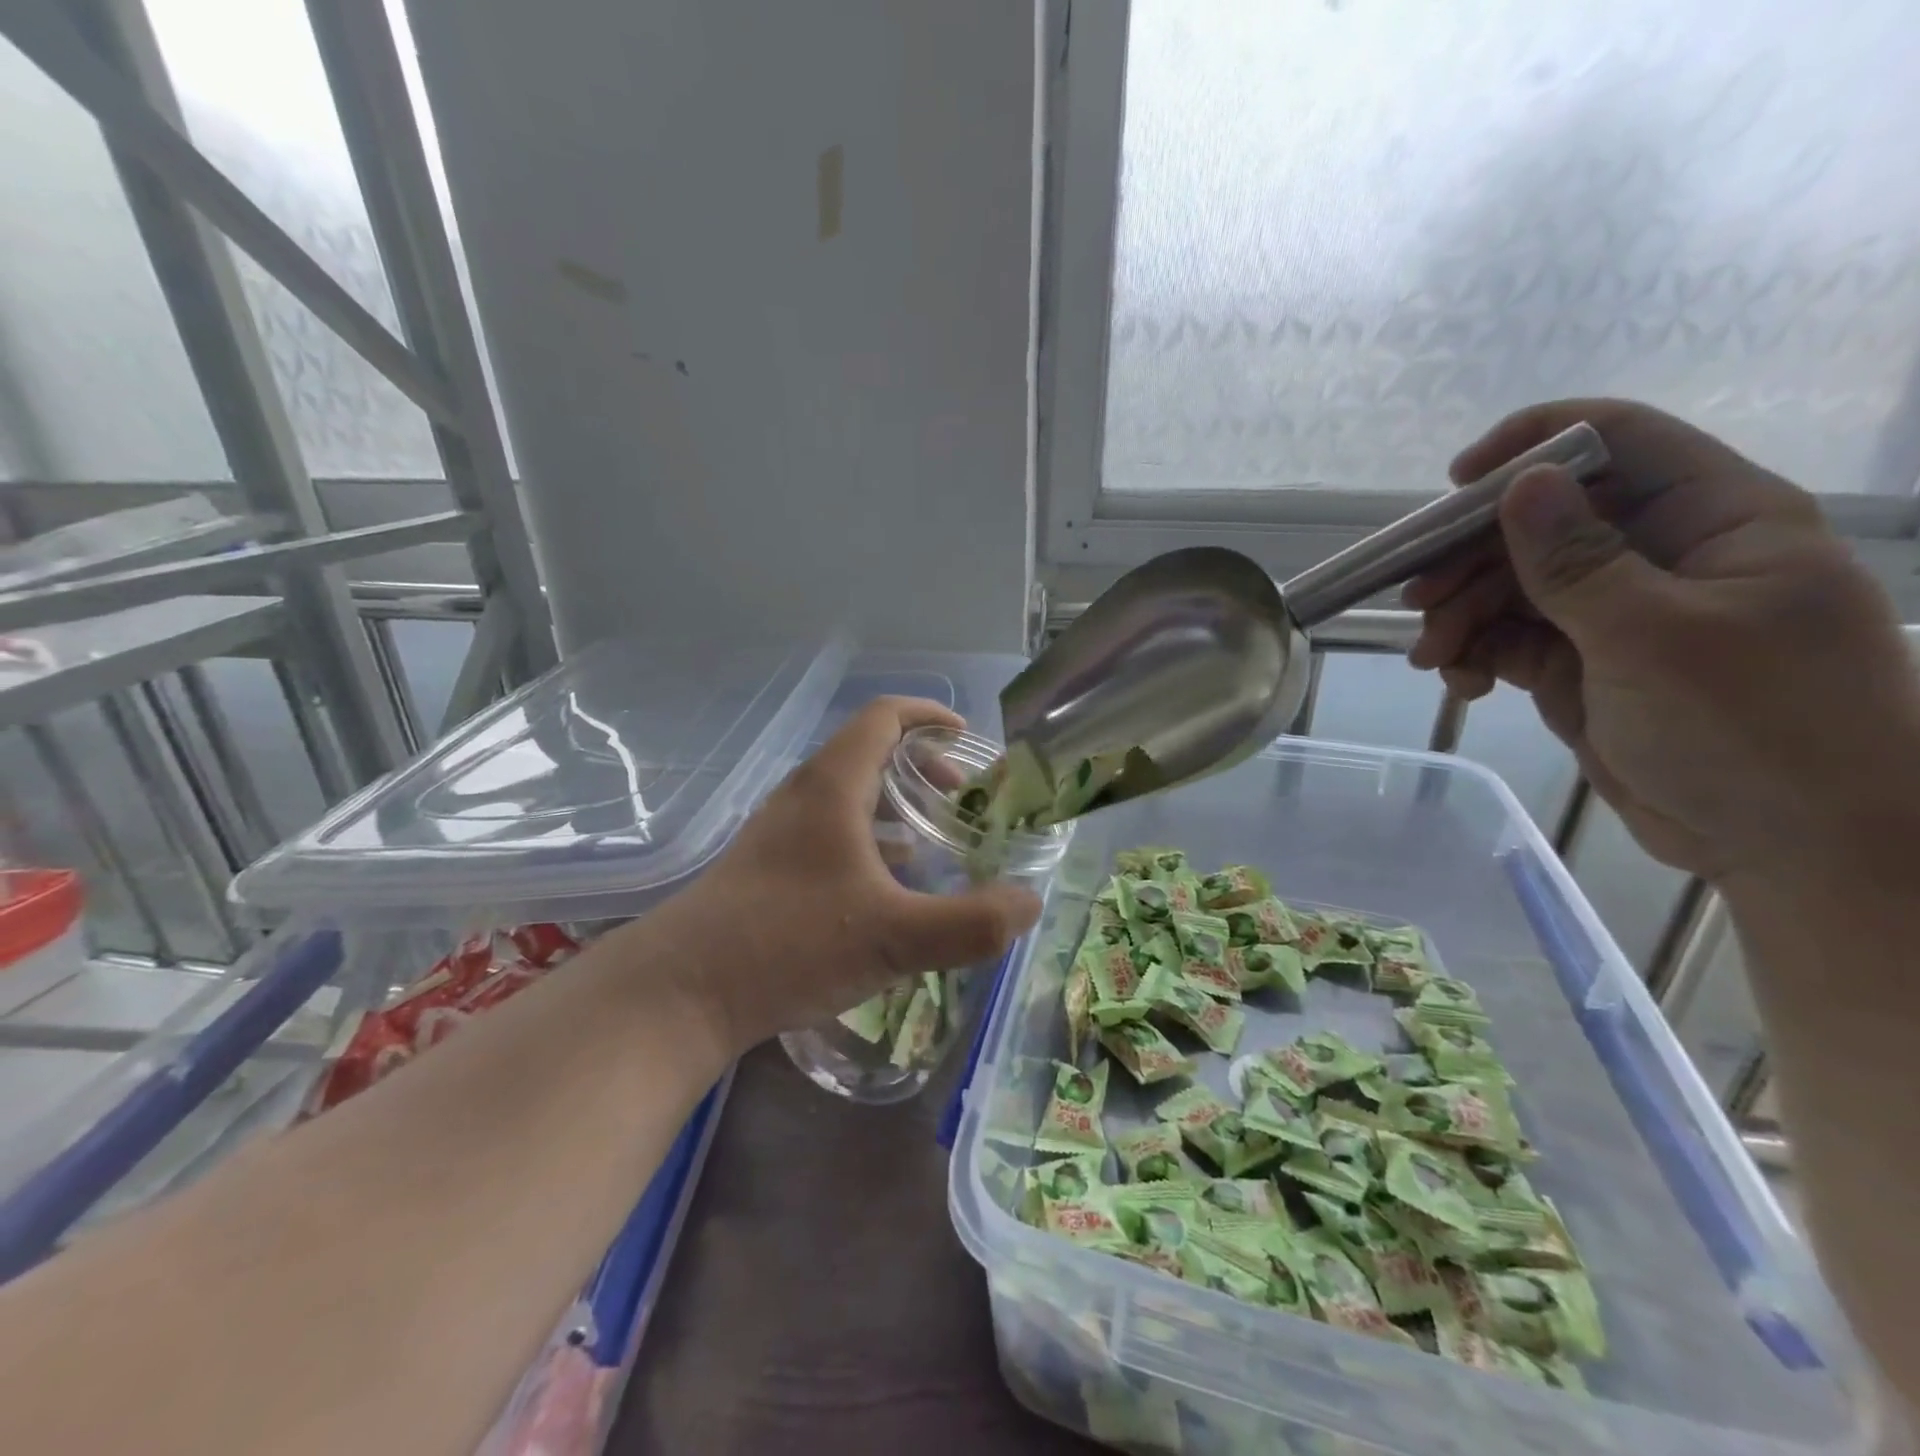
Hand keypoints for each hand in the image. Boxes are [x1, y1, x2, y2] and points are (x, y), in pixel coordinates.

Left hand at [660, 698, 1042, 1051]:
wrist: (680, 992)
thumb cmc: (788, 943)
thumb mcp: (893, 937)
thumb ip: (971, 923)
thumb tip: (1030, 905)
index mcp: (833, 785)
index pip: (885, 717)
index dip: (930, 716)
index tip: (969, 737)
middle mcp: (803, 795)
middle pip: (870, 753)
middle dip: (924, 768)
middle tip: (964, 800)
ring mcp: (780, 832)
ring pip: (849, 796)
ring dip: (896, 807)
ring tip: (936, 842)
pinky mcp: (768, 867)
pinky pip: (831, 832)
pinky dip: (870, 841)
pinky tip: (888, 888)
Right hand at [1405, 398, 1919, 887]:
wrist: (1794, 847)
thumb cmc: (1754, 728)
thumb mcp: (1654, 637)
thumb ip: (1576, 560)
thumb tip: (1518, 483)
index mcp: (1711, 519)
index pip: (1616, 441)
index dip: (1530, 445)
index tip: (1454, 486)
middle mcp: (1660, 554)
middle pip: (1541, 521)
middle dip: (1471, 558)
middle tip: (1420, 602)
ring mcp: (1617, 613)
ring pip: (1512, 585)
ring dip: (1461, 615)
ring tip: (1433, 658)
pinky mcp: (1583, 665)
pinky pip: (1509, 640)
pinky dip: (1474, 655)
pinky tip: (1460, 683)